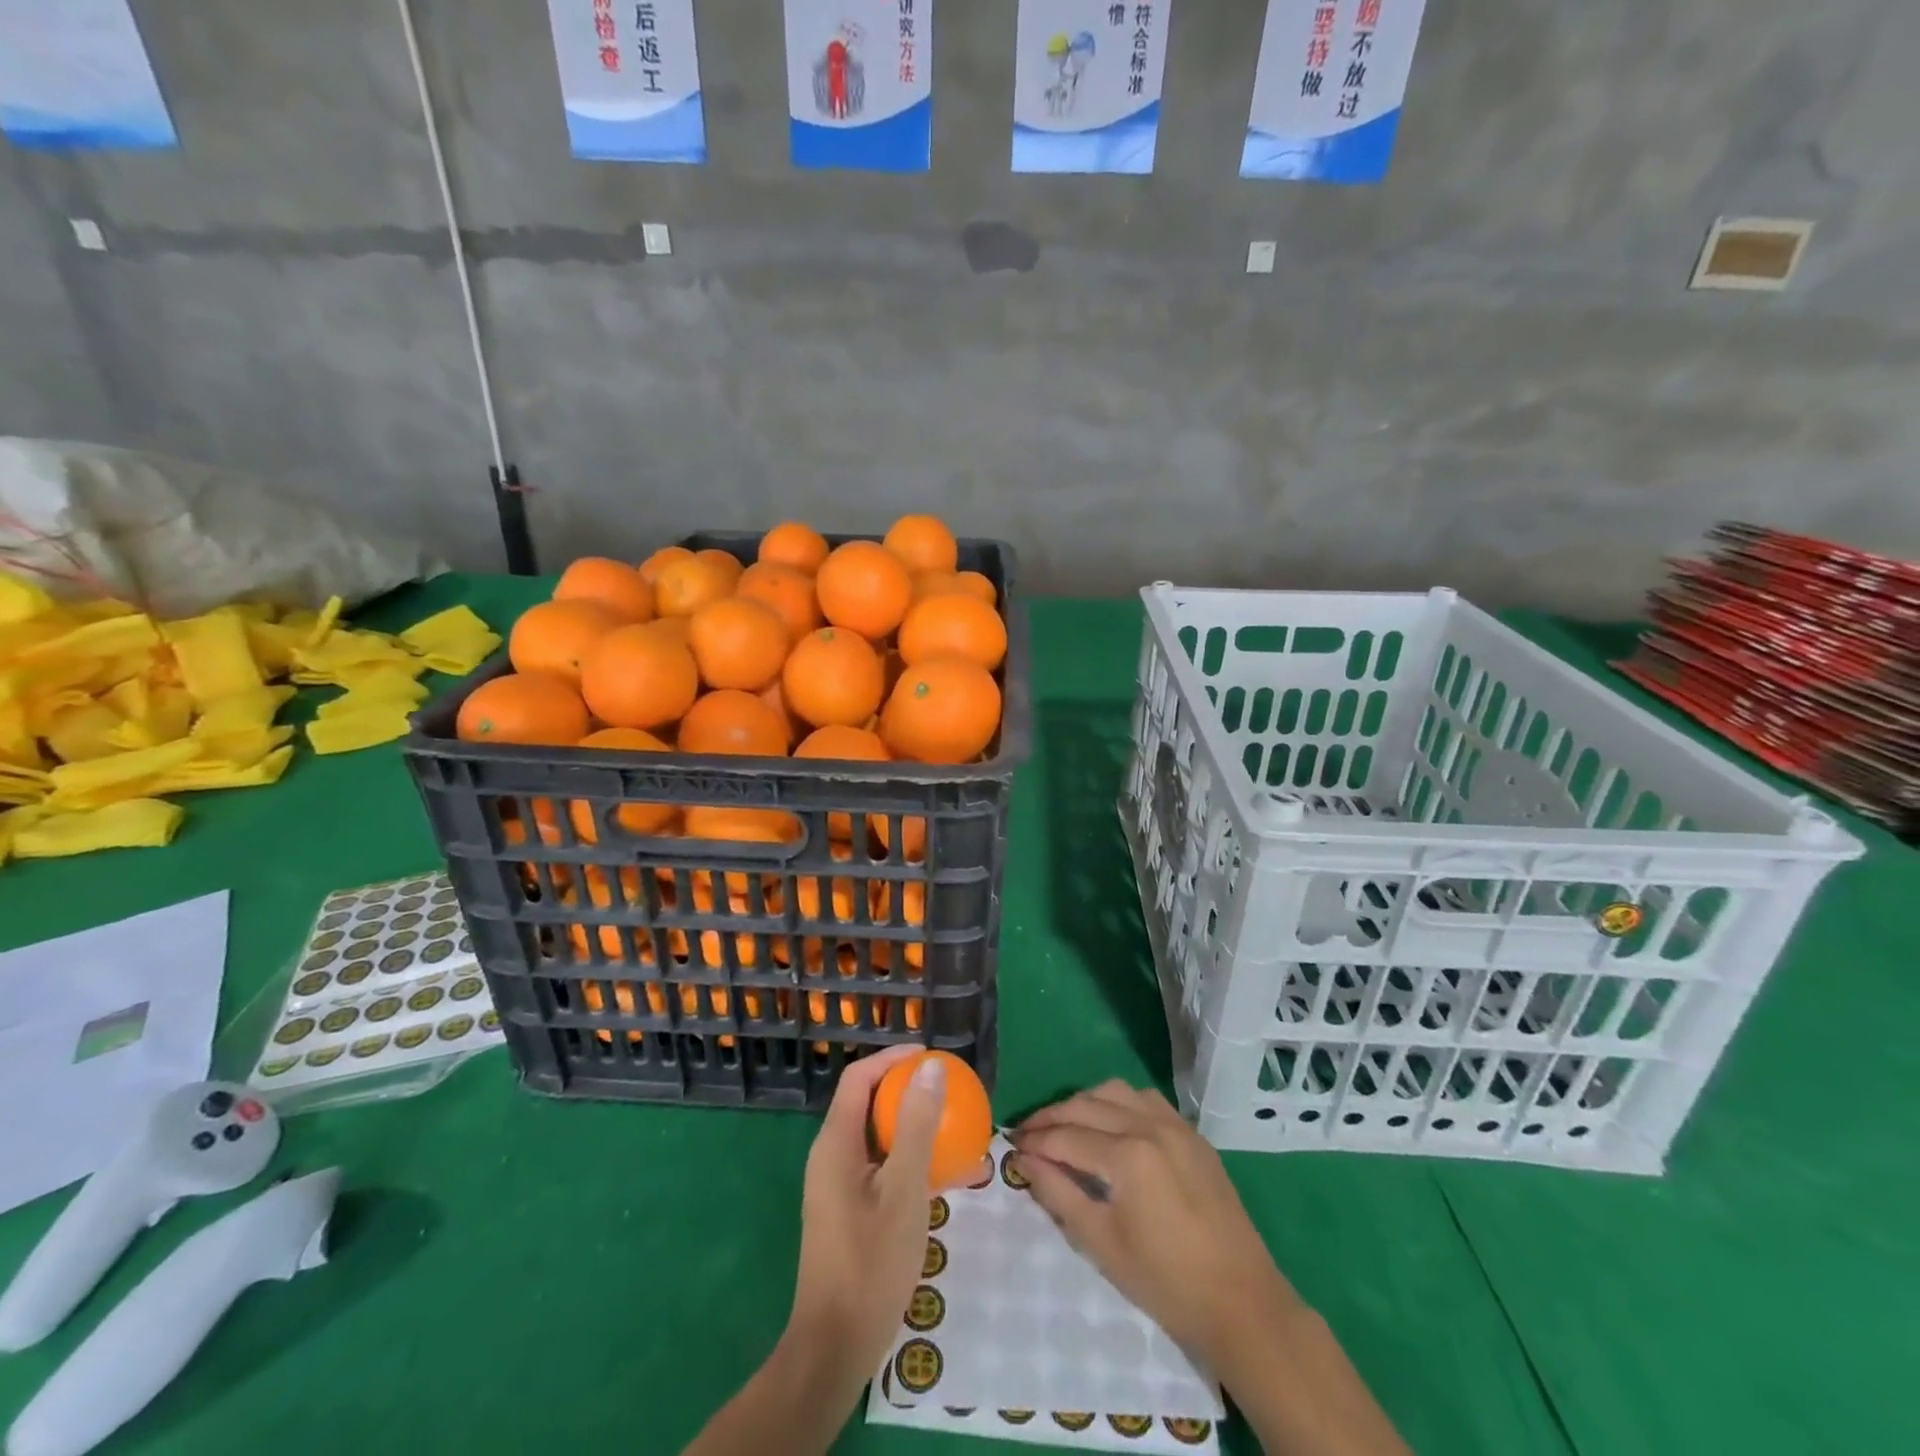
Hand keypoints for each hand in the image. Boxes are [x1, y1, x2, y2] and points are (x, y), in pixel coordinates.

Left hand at [786, 1046, 946, 1378]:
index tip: (931, 1057)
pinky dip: (911, 1161)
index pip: (859, 1077)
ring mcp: (839, 1186)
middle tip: (949, 1090)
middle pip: (868, 1103)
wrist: (835, 1348)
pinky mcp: (850, 1211)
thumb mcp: (905, 1189)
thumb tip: (932, 1067)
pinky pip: (881, 1168)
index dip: (893, 1058)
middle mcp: (832, 1156)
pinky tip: (947, 1177)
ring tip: (956, 1128)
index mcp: (836, 1143)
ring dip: (914, 1127)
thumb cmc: (871, 1263)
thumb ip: (919, 1125)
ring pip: (878, 1138)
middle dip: (907, 1090)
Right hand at [1009, 1080, 1298, 1370]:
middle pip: (1085, 1105)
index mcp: (1127, 1155)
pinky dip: (1117, 1102)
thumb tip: (1024, 1160)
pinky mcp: (1191, 1133)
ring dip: (1083, 1103)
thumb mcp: (1101, 1243)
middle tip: (1027, 1133)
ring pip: (1114, 1091)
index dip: (1034, 1140)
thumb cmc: (1166, 1282)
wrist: (1241, 1301)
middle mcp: (1149, 1125)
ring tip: (1064, 1125)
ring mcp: (1174, 1124)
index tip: (1010, 1145)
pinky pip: (1145, 1098)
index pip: (1066, 1136)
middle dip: (1051, 1117)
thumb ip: (1059, 1194)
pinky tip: (1108, 1123)